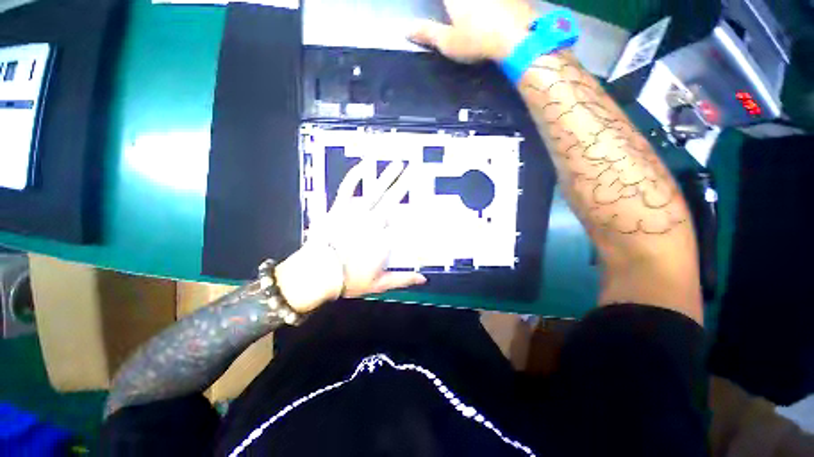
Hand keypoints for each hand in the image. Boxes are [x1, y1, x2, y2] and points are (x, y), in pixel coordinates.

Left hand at [276, 161, 425, 312]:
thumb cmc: (349, 281)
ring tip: (397, 164)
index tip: (425, 201)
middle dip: (404, 184)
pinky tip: (362, 165)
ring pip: (375, 191)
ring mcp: (355, 213)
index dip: (415, 210)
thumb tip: (423, 280)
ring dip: (387, 176)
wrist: (317, 275)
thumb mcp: (380, 284)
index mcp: (385, 239)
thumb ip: (403, 279)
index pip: (404, 221)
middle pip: (393, 200)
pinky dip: (355, 176)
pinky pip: (347, 189)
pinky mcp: (338, 209)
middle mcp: (373, 222)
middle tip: (414, 169)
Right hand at [408, 0, 536, 62]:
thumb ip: (427, 33)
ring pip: (476, 0)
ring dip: (468, 7)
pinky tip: (487, 11)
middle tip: (452, 14)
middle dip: (452, 7)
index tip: (440, 8)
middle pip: (454, 0)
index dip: (438, 4)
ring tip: (465, 15)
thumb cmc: (476, 41)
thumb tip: (406, 30)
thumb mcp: (448, 43)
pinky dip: (488, 4)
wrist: (515, 37)